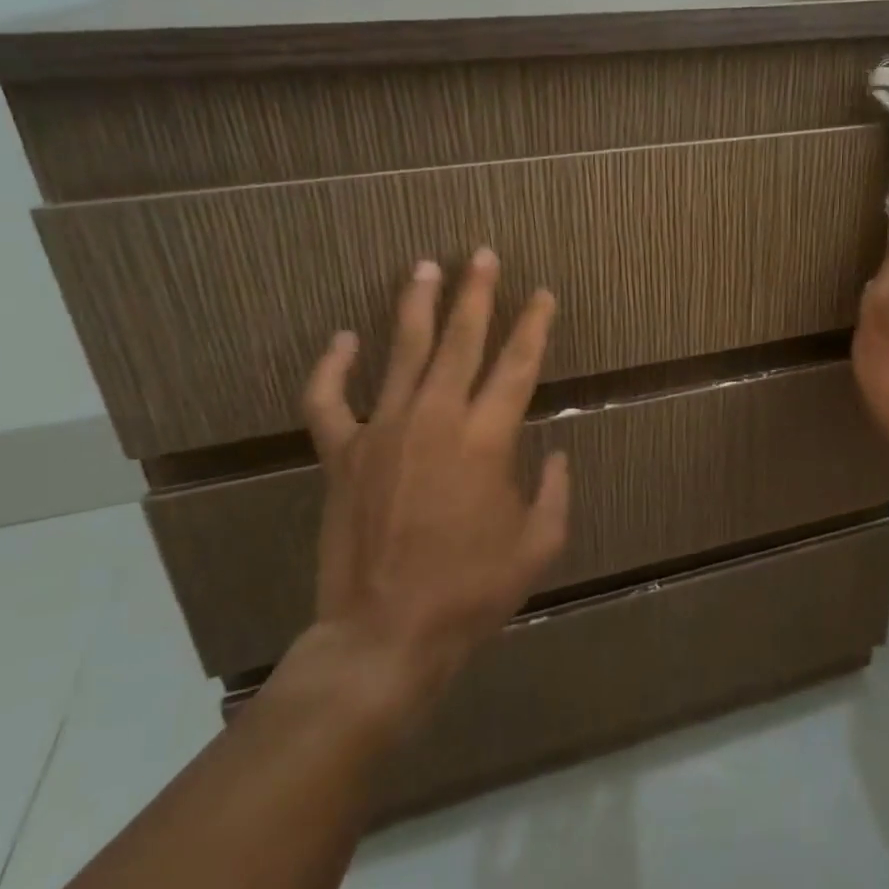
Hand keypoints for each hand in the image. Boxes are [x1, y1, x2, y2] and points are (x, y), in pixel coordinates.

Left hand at [265, 248, 570, 734]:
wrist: (386, 633)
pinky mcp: (341, 455)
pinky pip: (329, 401)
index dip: (534, 326)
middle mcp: (435, 420)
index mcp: (486, 439)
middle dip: (477, 294)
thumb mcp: (539, 544)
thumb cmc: (472, 591)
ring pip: (403, 353)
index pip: (517, 366)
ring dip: (417, 307)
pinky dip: (332, 368)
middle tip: (483, 255)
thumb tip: (559, 455)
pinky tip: (343, 339)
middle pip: (460, 341)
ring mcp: (382, 432)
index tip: (543, 295)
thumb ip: (556, 491)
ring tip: (425, 267)